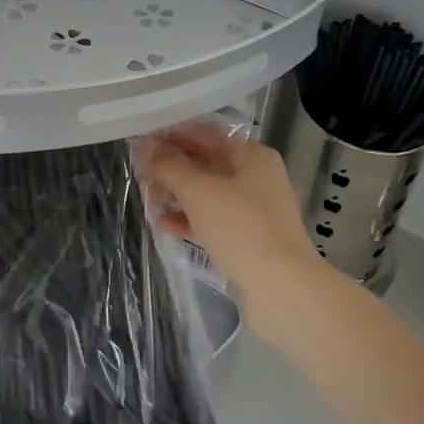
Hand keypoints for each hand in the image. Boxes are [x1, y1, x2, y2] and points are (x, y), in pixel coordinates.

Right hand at [137, 126, 321, 339]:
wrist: (282, 290)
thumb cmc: (241, 229)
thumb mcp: (199, 192)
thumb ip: (169, 166)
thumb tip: (144, 146)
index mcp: (252, 156)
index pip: (205, 134)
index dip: (171, 136)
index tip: (140, 144)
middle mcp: (256, 177)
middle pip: (206, 163)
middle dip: (172, 168)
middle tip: (140, 175)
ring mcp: (254, 210)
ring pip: (208, 193)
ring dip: (177, 194)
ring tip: (148, 200)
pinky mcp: (248, 239)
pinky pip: (213, 220)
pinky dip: (189, 219)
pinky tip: (164, 224)